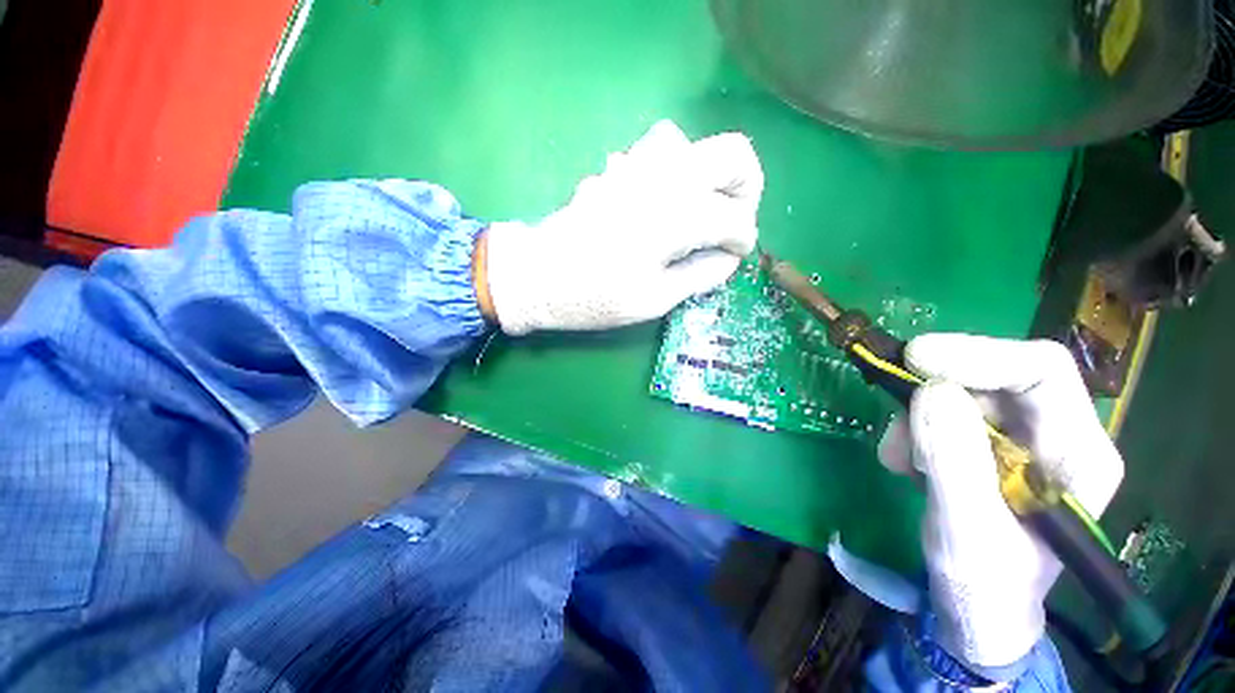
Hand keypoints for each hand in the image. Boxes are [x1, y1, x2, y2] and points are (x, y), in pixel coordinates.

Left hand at [476, 120, 762, 334]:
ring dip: (709, 176)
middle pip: (733, 154)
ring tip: (700, 212)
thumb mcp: (655, 300)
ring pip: (694, 145)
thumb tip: (728, 259)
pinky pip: (660, 150)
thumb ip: (700, 276)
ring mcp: (638, 164)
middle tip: (732, 222)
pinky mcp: (619, 167)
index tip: (737, 257)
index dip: (744, 239)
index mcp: (678, 215)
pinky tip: (665, 201)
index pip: (735, 217)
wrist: (537, 275)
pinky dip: (676, 171)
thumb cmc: (594, 296)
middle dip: (746, 188)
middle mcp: (665, 177)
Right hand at [878, 334, 1123, 671]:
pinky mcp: (986, 444)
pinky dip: (912, 428)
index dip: (979, 355)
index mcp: (1079, 454)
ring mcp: (1020, 438)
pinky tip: (903, 463)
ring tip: (897, 457)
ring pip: (961, 393)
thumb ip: (954, 463)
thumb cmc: (985, 584)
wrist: (977, 608)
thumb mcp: (967, 531)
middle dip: (937, 391)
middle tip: (896, 420)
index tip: (914, 359)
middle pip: (997, 377)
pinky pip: (942, 412)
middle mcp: (1056, 434)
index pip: (1041, 371)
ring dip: (918, 415)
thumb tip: (929, 391)